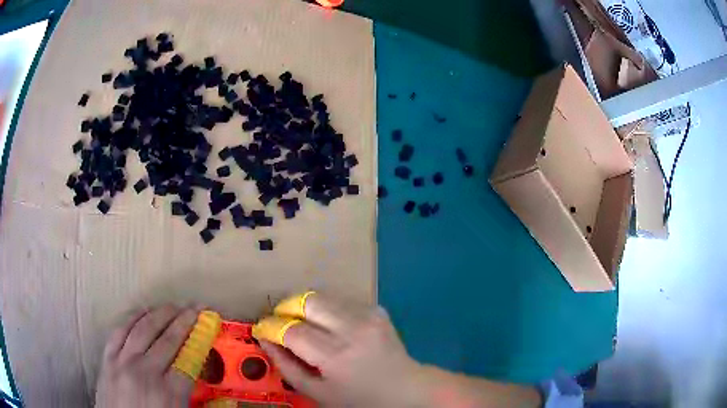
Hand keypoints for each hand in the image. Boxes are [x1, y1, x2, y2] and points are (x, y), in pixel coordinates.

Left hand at [95, 305, 198, 407]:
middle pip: (168, 340)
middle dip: (183, 321)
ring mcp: (123, 362)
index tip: (207, 326)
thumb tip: (216, 393)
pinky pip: (120, 331)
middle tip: (194, 308)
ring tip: (172, 306)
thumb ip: (192, 401)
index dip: (199, 341)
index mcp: (168, 394)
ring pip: (143, 329)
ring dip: (160, 314)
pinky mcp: (108, 358)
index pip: (188, 360)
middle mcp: (145, 372)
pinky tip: (142, 311)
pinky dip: (132, 318)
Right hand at [256, 294, 423, 407]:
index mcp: (335, 355)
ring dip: (305, 307)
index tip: (261, 328)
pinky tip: (330, 326)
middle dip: (286, 308)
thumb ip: (287, 367)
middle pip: (307, 301)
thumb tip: (265, 340)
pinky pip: (341, 300)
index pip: (292, 330)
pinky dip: (327, 309)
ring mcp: (368, 316)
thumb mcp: (318, 393)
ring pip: (323, 296)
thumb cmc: (358, 399)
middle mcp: (352, 329)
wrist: (404, 389)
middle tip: (281, 322)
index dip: (270, 326)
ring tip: (302, 323)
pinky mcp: (377, 309)